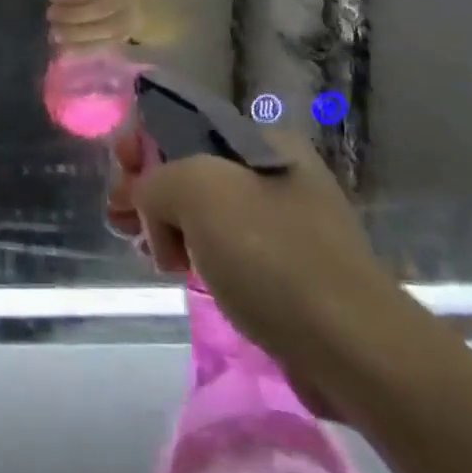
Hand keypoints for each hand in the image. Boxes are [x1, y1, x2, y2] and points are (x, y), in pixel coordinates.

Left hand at [48, 0, 140, 50]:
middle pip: (95, 10)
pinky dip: (82, 49)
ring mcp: (127, 21)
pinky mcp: (125, 38)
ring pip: (99, 31)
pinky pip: (103, 46)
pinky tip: (64, 48)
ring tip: (54, 31)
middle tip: (50, 14)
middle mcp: (125, 0)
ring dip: (73, 33)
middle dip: (69, 14)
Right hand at [106, 124, 415, 416]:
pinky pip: (224, 247)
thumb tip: (149, 207)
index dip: (143, 141)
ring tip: (144, 250)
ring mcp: (283, 224)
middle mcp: (274, 174)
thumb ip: (155, 181)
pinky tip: (177, 270)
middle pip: (190, 167)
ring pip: (204, 211)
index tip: (120, 173)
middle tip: (118, 219)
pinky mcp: (285, 271)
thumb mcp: (197, 190)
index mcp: (262, 141)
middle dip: (148, 187)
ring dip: (166, 223)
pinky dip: (193, 253)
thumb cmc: (272, 256)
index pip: (185, 122)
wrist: (353, 349)